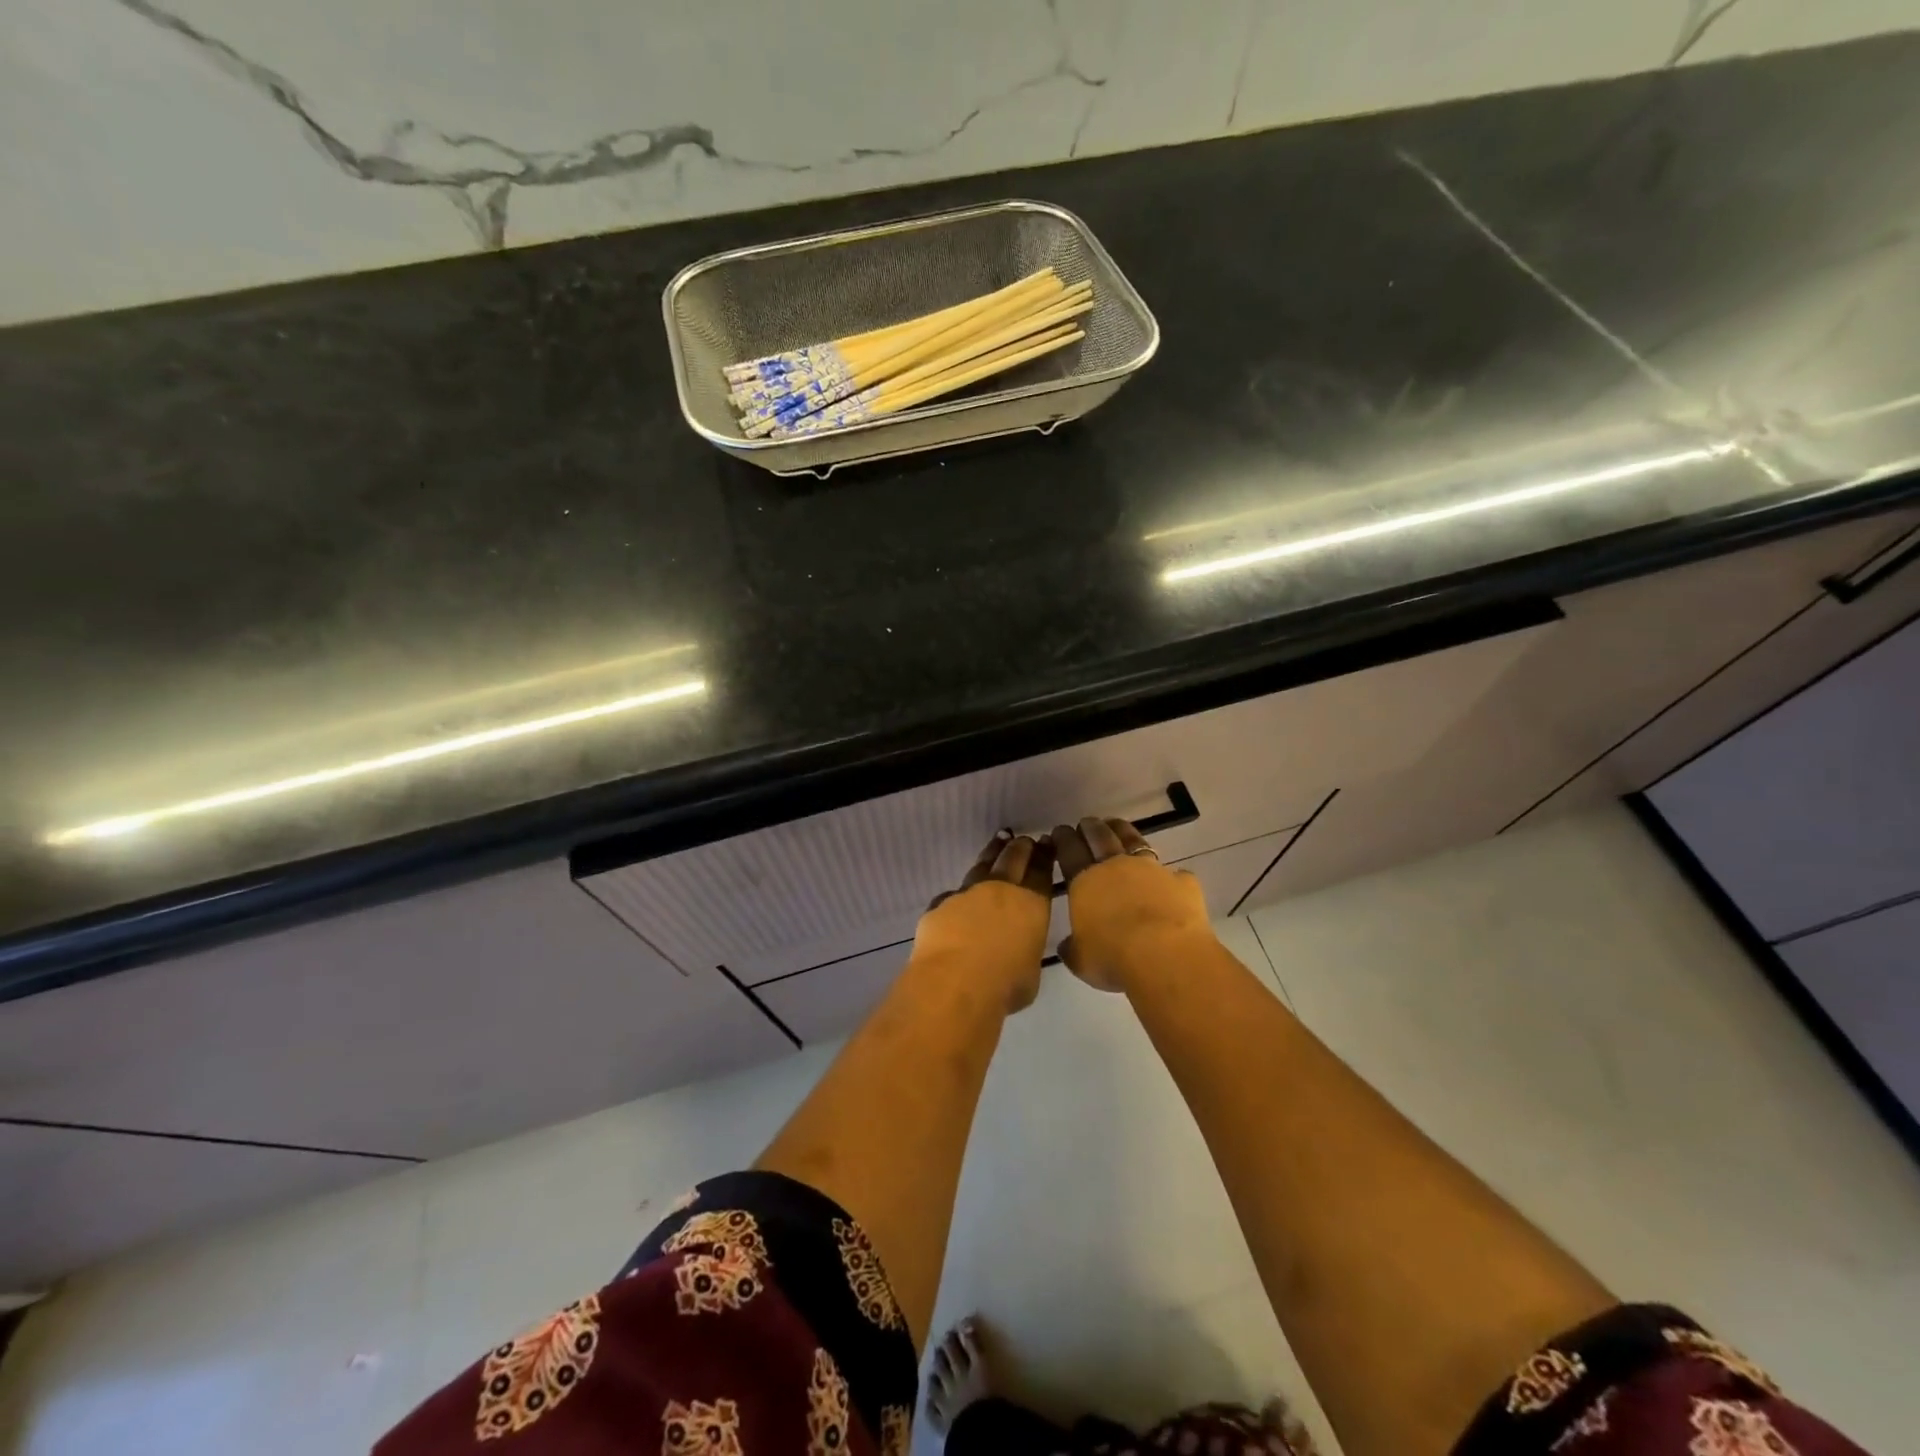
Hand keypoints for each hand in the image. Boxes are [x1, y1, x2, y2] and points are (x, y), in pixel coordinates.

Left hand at [912, 832, 1056, 1011]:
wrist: (955, 983)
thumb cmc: (1005, 985)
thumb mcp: (1030, 972)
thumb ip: (1025, 952)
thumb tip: (1017, 950)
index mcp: (1031, 906)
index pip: (1041, 873)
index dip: (1044, 856)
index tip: (1046, 843)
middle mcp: (1000, 891)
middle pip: (1013, 859)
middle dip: (1021, 847)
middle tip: (1025, 840)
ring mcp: (967, 894)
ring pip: (982, 866)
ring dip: (992, 853)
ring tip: (998, 843)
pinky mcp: (940, 905)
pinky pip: (953, 895)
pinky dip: (960, 894)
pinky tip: (959, 896)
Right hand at [1052, 816, 1211, 991]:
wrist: (1165, 954)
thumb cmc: (1113, 957)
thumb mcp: (1081, 960)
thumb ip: (1072, 948)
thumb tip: (1067, 945)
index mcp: (1085, 881)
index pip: (1069, 850)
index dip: (1063, 839)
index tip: (1059, 831)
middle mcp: (1116, 866)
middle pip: (1100, 837)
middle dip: (1091, 827)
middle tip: (1086, 822)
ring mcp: (1152, 870)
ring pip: (1135, 841)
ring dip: (1123, 831)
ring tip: (1117, 826)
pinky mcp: (1182, 882)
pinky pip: (1174, 874)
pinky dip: (1169, 875)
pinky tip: (1171, 879)